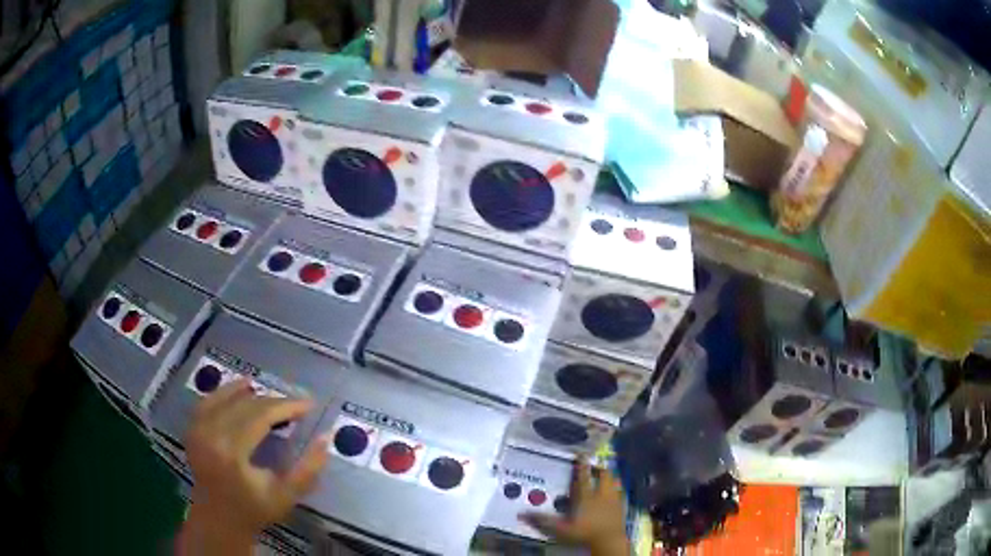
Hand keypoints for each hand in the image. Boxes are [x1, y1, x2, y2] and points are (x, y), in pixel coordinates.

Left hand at [178, 379, 327, 554]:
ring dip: (252, 393)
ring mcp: (197, 429)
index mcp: (232, 453)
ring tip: (274, 396)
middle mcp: (211, 434)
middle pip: (246, 404)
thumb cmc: (255, 510)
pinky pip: (209, 400)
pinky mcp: (192, 428)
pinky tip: (241, 388)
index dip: (286, 406)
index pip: (261, 416)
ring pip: (227, 397)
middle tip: (297, 404)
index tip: (309, 404)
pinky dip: (226, 391)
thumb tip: (326, 437)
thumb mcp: (287, 495)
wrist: (219, 519)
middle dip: (274, 401)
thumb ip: (309, 468)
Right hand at [520, 460, 629, 554]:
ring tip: (605, 476)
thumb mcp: (561, 529)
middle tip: (593, 467)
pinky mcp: (621, 507)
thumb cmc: (584, 533)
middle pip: (604, 475)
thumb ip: (544, 520)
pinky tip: (614, 492)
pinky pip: (620, 492)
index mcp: (587, 497)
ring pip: (615, 481)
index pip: (584, 476)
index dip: (582, 464)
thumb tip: (522, 514)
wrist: (609, 541)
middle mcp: (602, 494)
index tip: (581, 454)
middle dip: (599, 468)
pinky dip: (617, 489)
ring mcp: (614, 500)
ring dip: (610, 477)